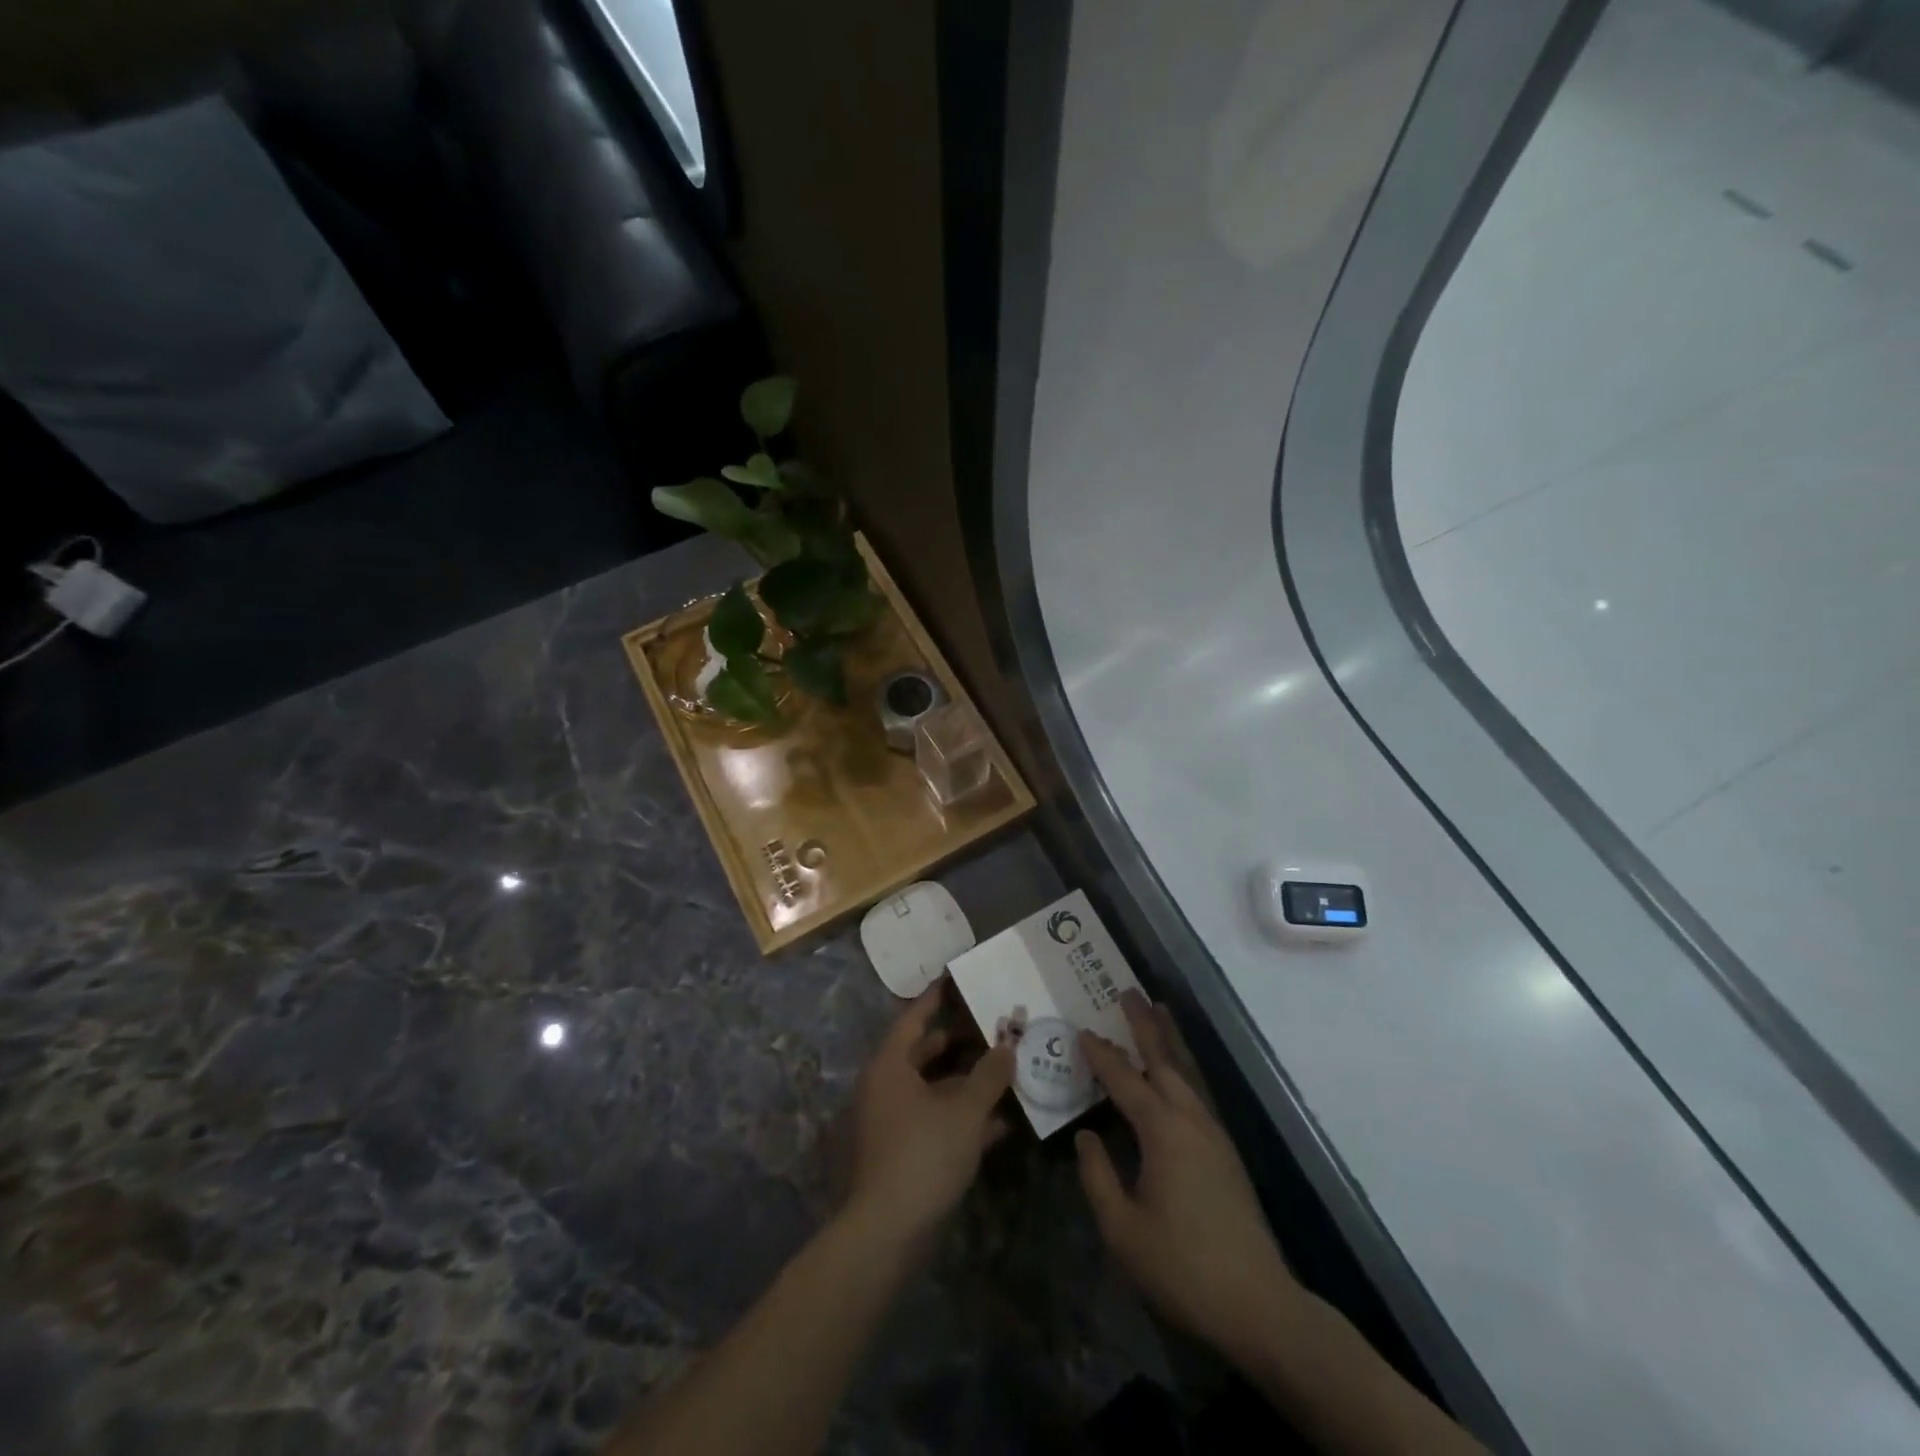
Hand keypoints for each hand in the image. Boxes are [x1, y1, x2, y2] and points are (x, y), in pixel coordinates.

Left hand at [844, 984, 1013, 1251]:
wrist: (888, 1232)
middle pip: (925, 1052)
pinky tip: (1002, 1122)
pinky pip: (936, 1120)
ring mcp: (893, 1120)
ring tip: (1009, 1070)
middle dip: (962, 1042)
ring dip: (969, 1083)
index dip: (936, 998)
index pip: (914, 1018)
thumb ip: (990, 1074)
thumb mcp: (965, 1110)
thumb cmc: (923, 1154)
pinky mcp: (904, 1151)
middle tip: (995, 1026)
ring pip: (935, 1089)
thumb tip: (1009, 1044)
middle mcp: (886, 1086)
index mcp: (890, 1065)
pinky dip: (964, 1117)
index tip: (958, 978)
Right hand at [1075, 991, 1301, 1367]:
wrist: (1258, 1305)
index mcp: (1162, 1131)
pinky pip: (1197, 1092)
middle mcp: (1190, 1119)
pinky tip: (1176, 1073)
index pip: (1124, 1080)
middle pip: (1164, 1059)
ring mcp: (1213, 1134)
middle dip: (1144, 1024)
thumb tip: (1087, 1135)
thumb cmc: (1182, 1267)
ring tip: (1158, 1010)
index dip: (1100, 1055)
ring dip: (1169, 1039)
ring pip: (1186, 1072)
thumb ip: (1098, 1176)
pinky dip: (1182, 1068)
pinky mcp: (1225, 1151)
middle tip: (1128, 991)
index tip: (1081, 1030)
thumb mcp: (1123, 1229)